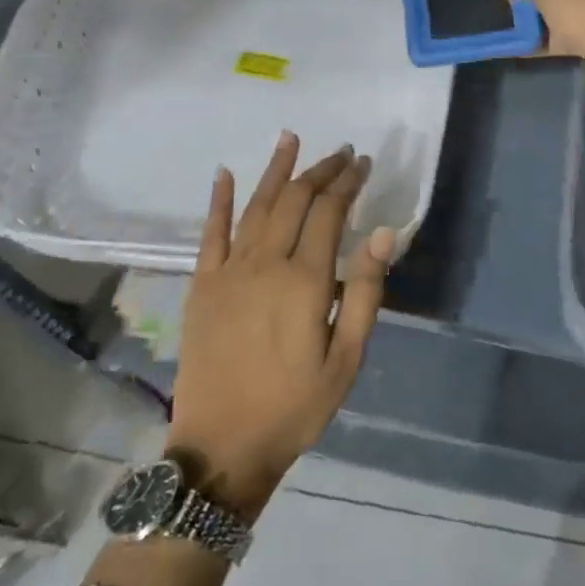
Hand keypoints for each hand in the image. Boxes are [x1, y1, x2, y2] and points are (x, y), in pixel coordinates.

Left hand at [166, 134, 395, 519]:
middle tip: (340, 152)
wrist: (222, 447)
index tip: (362, 162)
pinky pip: (210, 233)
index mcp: (304, 281)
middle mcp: (264, 263)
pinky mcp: (202, 286)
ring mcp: (228, 272)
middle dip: (319, 171)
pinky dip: (219, 201)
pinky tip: (225, 174)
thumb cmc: (295, 406)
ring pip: (254, 206)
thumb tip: (382, 232)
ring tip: (290, 139)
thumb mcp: (346, 359)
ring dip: (275, 171)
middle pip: (293, 201)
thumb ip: (365, 292)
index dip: (347, 183)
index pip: (329, 213)